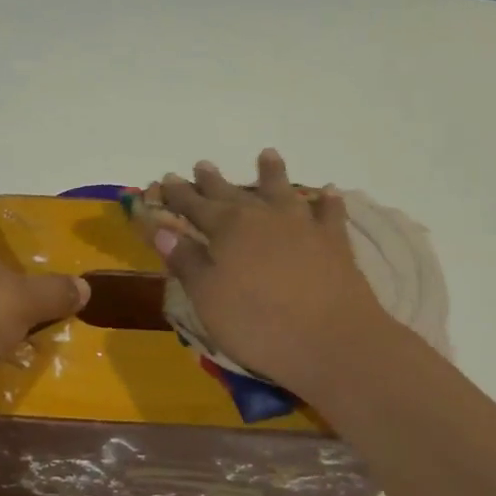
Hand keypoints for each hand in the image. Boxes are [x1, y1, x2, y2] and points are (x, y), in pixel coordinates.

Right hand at [149, 150, 393, 399]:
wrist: (332, 341)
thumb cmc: (258, 324)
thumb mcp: (208, 297)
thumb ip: (186, 261)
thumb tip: (162, 229)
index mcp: (228, 230)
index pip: (195, 206)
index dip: (179, 194)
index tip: (167, 178)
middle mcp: (264, 218)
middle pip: (233, 194)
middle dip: (214, 181)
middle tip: (202, 165)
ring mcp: (303, 227)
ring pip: (283, 192)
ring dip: (272, 174)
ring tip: (267, 155)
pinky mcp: (334, 244)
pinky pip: (329, 214)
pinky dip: (327, 202)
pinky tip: (328, 192)